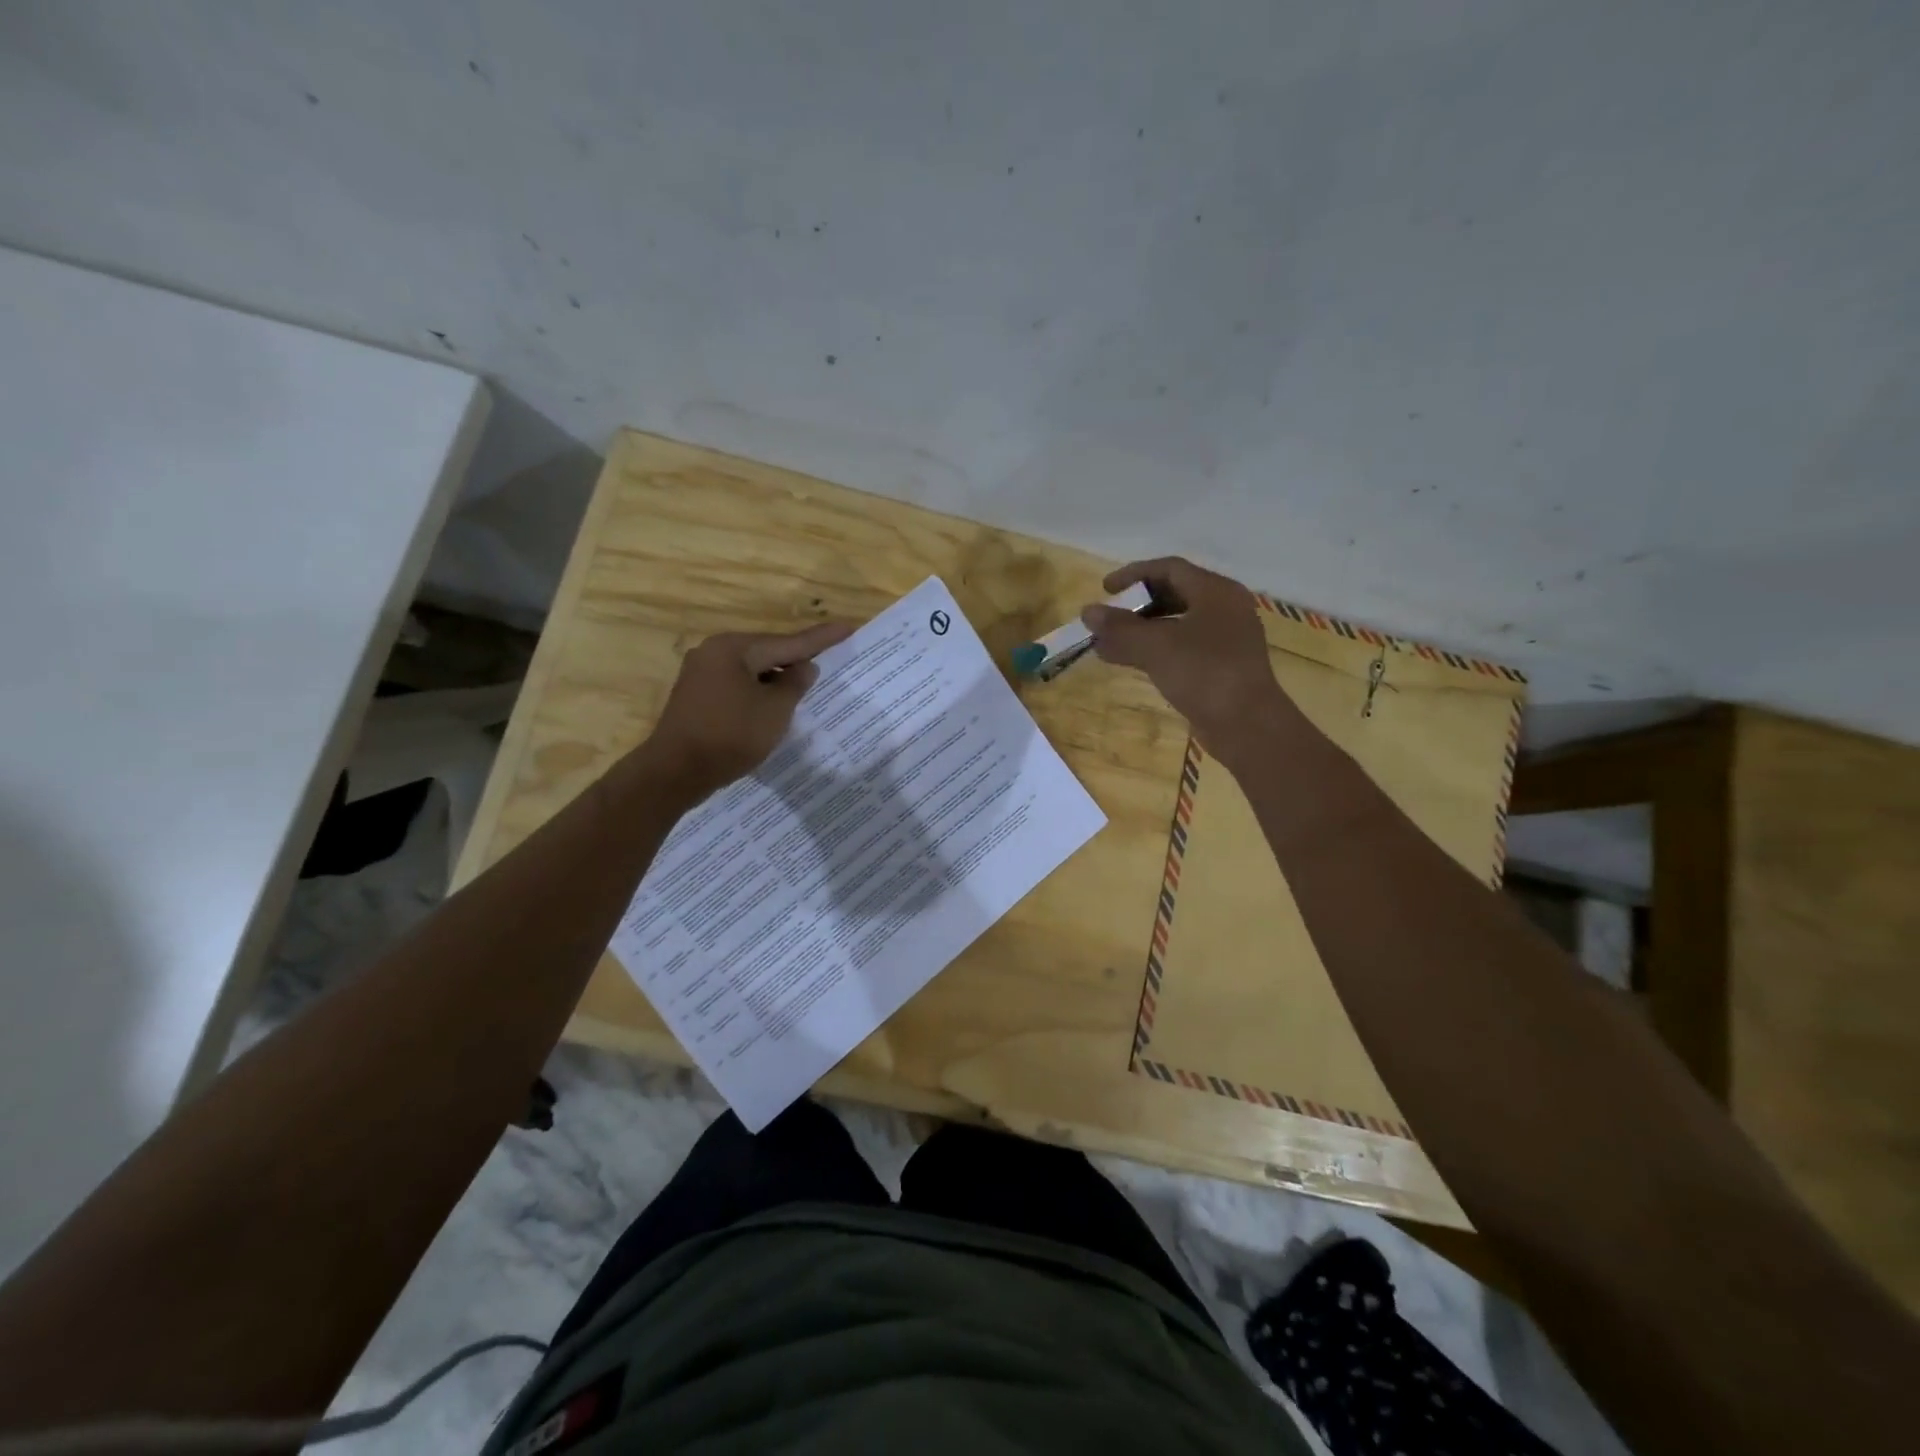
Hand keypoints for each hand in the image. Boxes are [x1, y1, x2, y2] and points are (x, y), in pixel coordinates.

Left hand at [649, 621, 852, 793]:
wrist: (675, 772)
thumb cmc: (730, 736)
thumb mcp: (774, 711)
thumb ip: (795, 684)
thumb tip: (805, 667)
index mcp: (733, 648)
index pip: (788, 642)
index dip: (821, 639)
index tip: (847, 628)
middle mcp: (713, 652)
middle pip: (767, 652)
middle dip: (796, 660)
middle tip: (828, 660)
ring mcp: (700, 674)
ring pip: (751, 670)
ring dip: (777, 679)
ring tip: (804, 687)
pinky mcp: (695, 696)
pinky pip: (736, 685)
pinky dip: (758, 692)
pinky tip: (772, 705)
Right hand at [1081, 557, 1293, 759]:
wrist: (1247, 725)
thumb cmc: (1204, 673)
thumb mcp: (1156, 647)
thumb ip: (1120, 628)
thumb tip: (1087, 612)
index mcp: (1216, 591)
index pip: (1170, 568)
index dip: (1134, 574)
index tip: (1105, 589)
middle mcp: (1224, 608)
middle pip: (1174, 594)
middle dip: (1136, 606)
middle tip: (1108, 618)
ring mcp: (1225, 639)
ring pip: (1176, 624)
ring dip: (1141, 631)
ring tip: (1108, 644)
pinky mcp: (1221, 666)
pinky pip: (1182, 647)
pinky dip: (1155, 650)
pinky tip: (1130, 662)